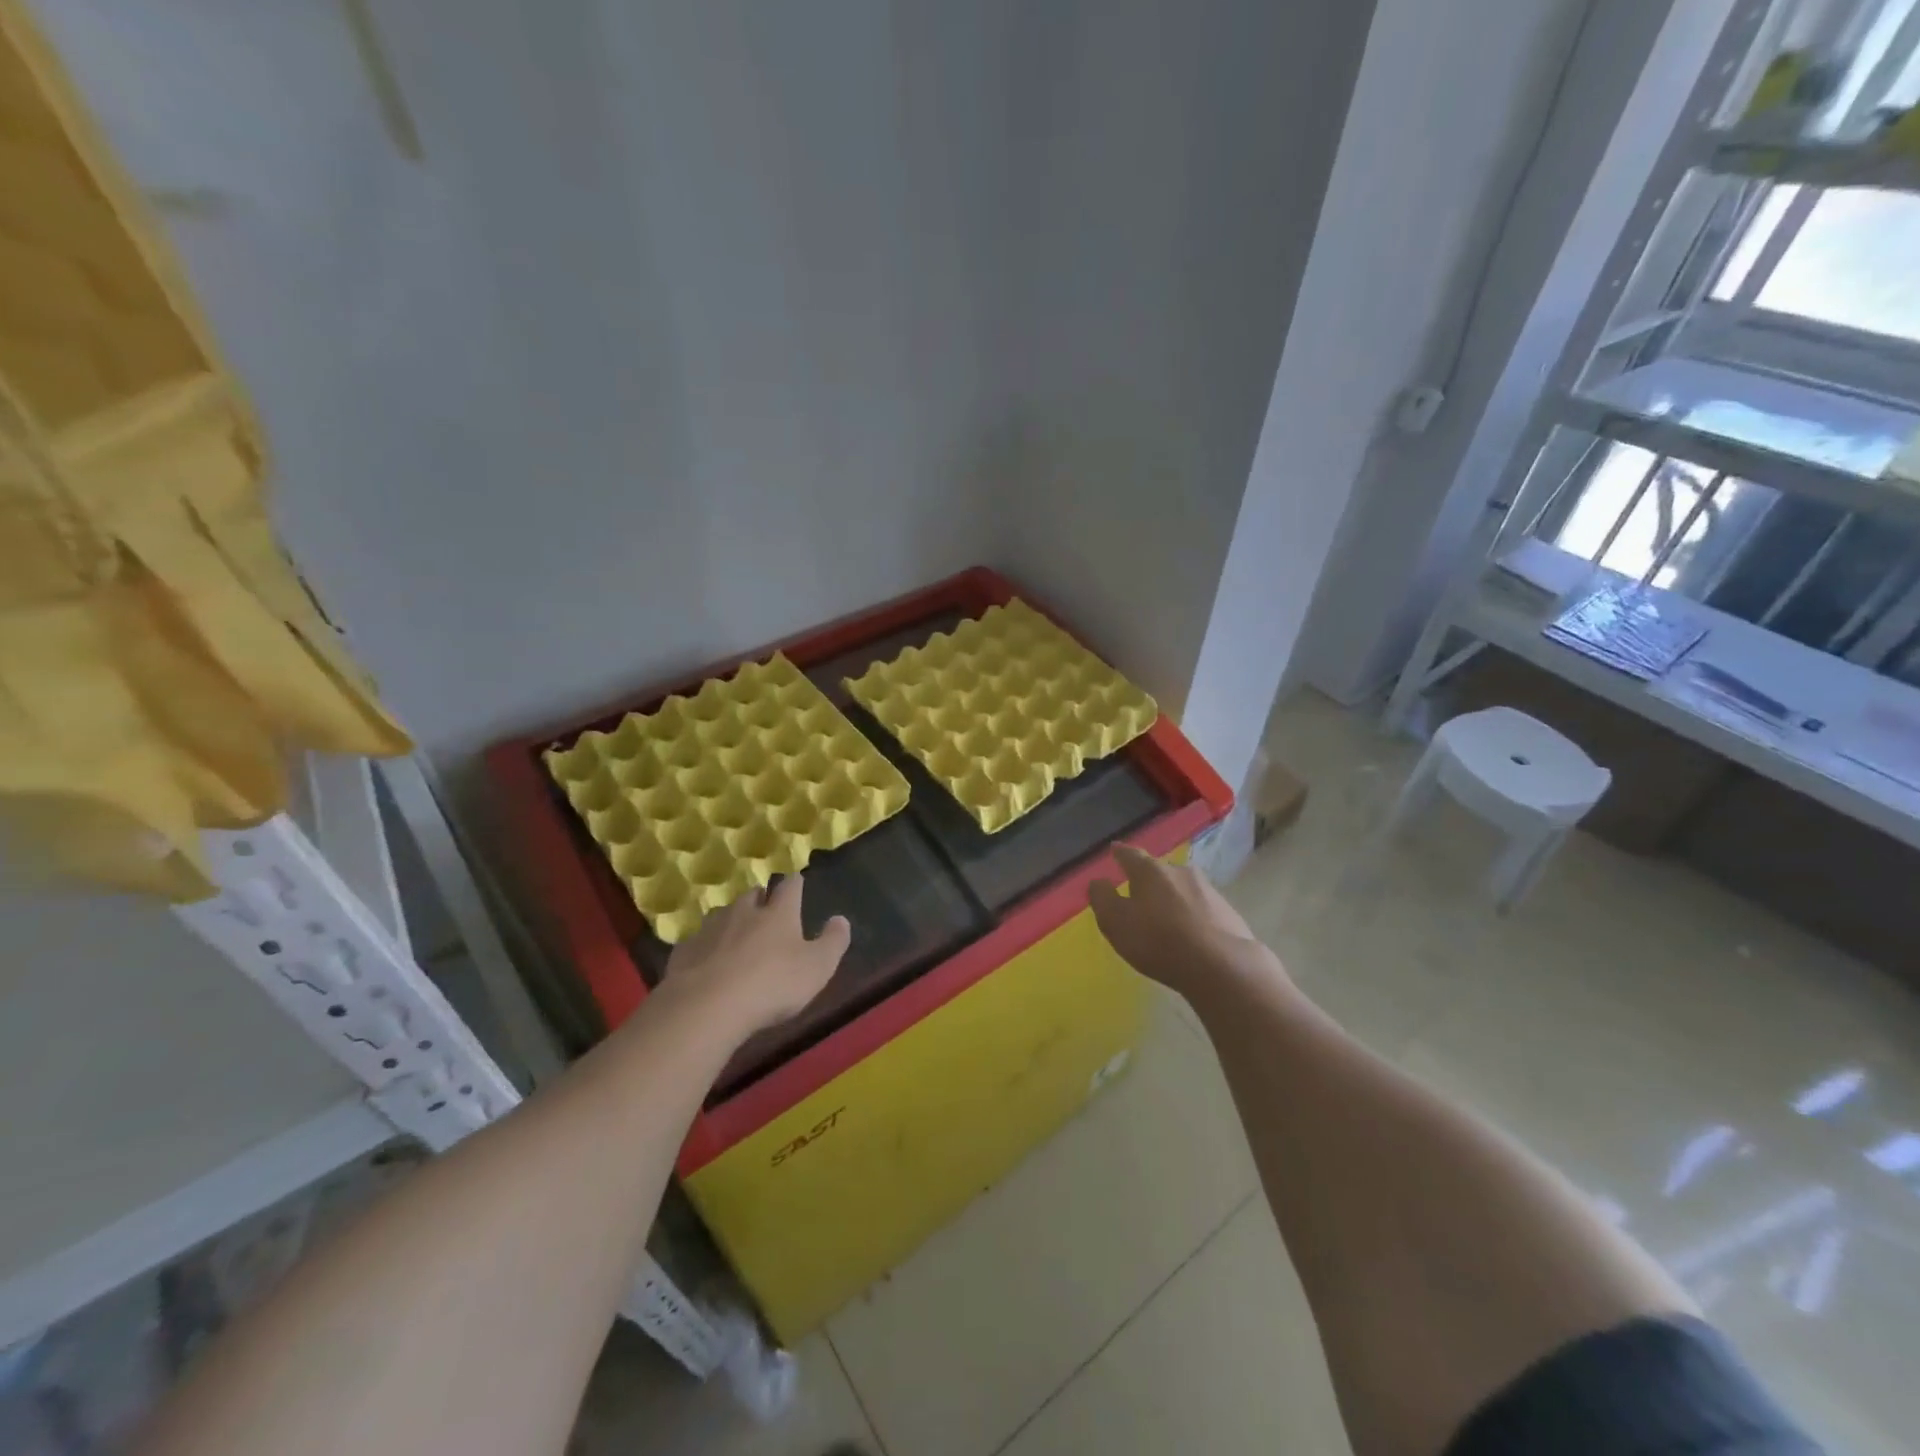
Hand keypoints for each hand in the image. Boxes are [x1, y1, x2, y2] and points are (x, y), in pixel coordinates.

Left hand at [661, 875, 849, 1039]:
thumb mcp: (817, 967)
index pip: (790, 887)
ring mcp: (710, 930)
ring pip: (722, 914)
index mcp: (779, 913)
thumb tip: (840, 919)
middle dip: (760, 898)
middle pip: (752, 895)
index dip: (795, 883)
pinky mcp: (684, 952)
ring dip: (731, 919)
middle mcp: (744, 912)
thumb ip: (833, 942)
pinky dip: (705, 946)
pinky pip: (697, 942)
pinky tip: (706, 960)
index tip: (797, 880)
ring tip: (735, 932)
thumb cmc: (772, 985)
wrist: (707, 1007)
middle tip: (765, 908)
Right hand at [1088, 844, 1274, 997]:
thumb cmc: (1158, 941)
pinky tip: (1191, 933)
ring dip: (1172, 897)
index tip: (1114, 849)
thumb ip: (1102, 898)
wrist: (1222, 966)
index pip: (1130, 855)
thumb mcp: (1116, 922)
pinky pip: (1202, 907)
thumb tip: (1099, 881)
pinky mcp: (1228, 911)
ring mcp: (1208, 889)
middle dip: (1148, 879)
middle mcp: (1180, 871)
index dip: (1120, 853)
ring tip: (1165, 916)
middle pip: (1159, 870)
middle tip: (1138, 892)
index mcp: (1150, 871)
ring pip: (1182, 888)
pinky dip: (1192, 915)